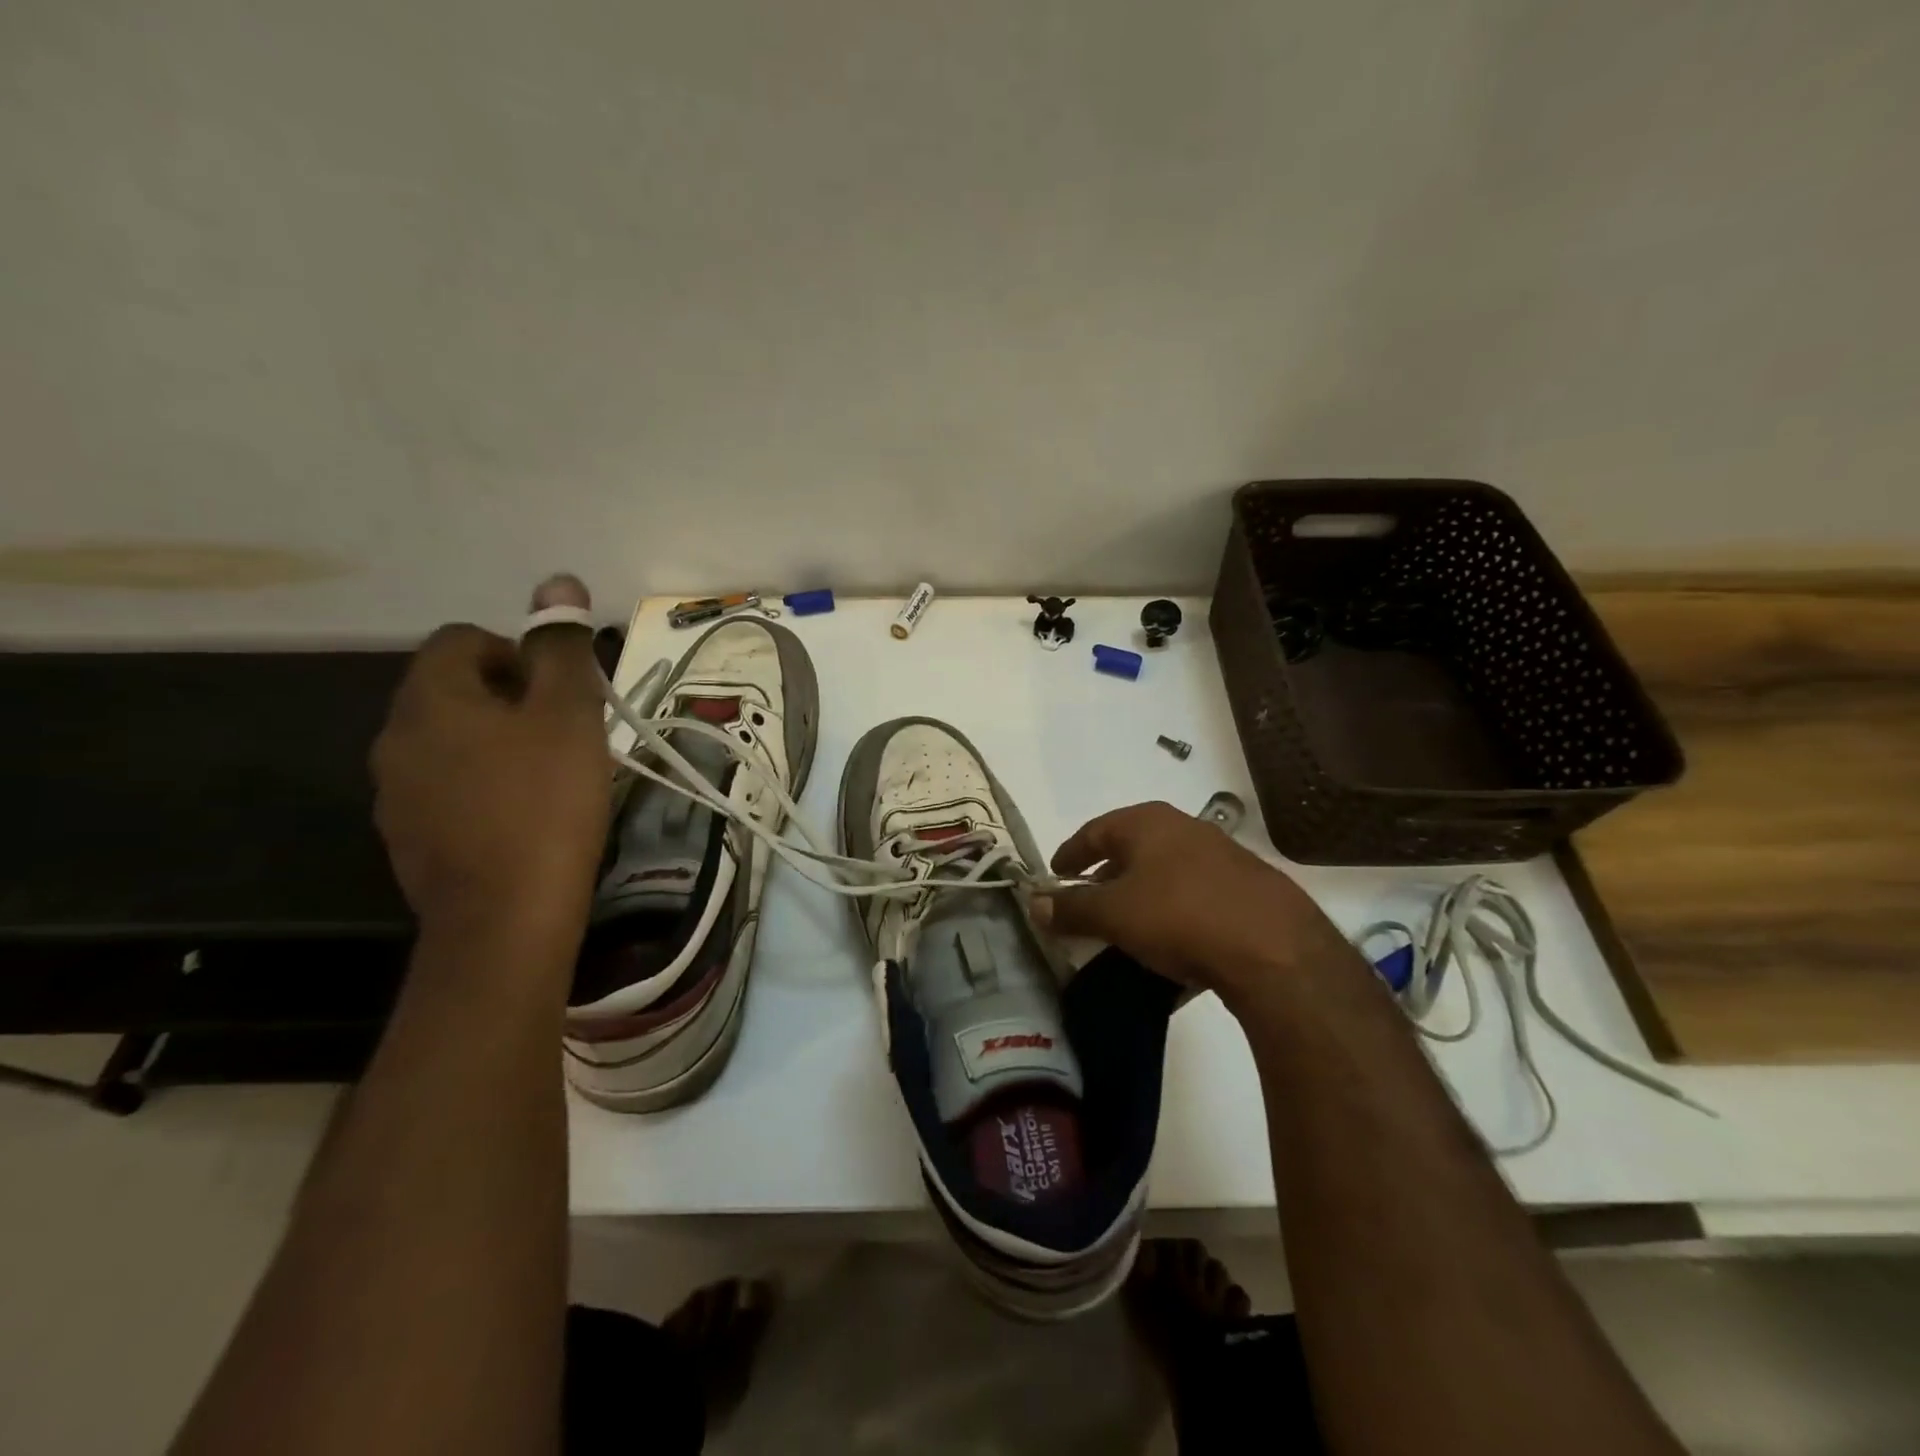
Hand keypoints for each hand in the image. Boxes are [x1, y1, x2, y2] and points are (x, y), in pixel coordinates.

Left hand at [371, 575, 610, 944]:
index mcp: (430, 699)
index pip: (462, 640)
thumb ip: (561, 646)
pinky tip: (524, 819)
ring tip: (551, 778)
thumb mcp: (569, 714)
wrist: (506, 919)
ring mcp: (396, 794)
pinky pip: (447, 789)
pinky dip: (483, 788)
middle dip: (512, 700)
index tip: (561, 694)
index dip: (518, 654)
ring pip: (451, 742)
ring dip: (497, 744)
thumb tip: (558, 581)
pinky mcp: (409, 839)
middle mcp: (396, 738)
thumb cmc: (545, 802)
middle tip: (566, 734)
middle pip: (454, 690)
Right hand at [1035, 801, 1354, 1005]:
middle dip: (1105, 878)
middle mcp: (1185, 829)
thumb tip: (1034, 903)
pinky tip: (1170, 949)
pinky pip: (1195, 900)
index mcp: (1147, 823)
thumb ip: (1071, 908)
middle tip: (1086, 904)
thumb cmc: (1179, 915)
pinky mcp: (1248, 891)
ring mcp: (1222, 858)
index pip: (1095, 831)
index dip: (1070, 853)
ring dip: (1141, 898)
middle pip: (1131, 850)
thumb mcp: (1114, 914)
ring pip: (1165, 875)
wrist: (1275, 949)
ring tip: (1125, 930)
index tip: (1055, 875)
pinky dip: (1173, 917)